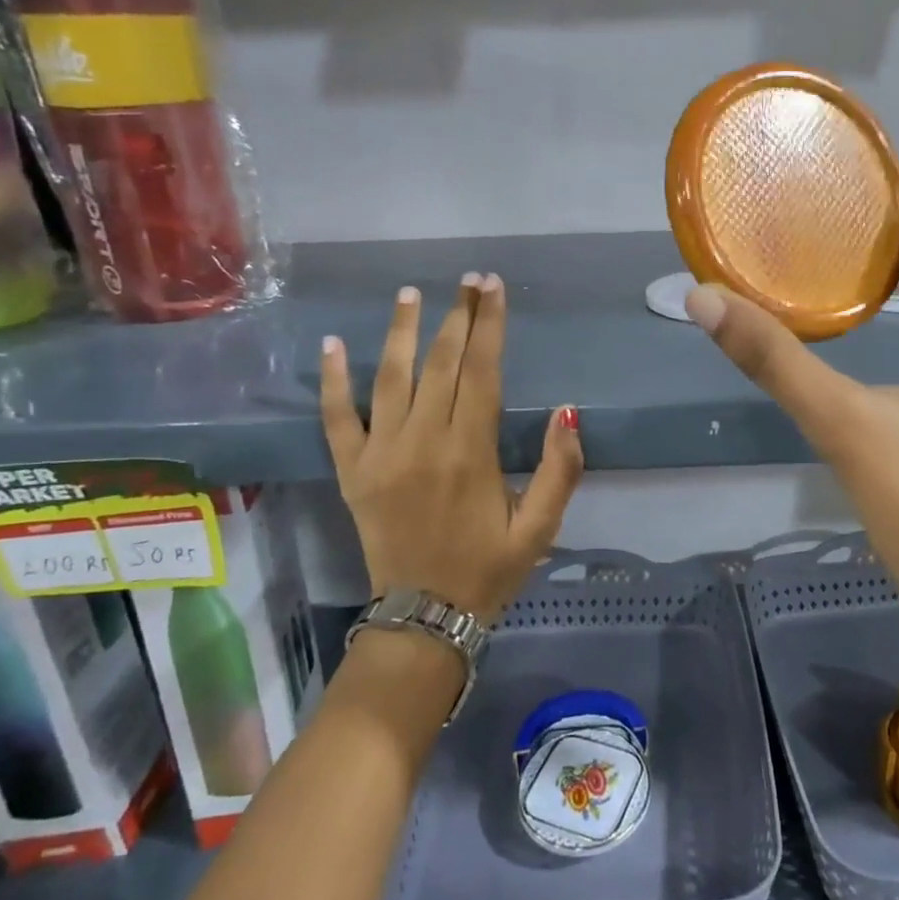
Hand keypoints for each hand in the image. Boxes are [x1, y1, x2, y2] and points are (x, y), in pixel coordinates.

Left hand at [320, 274, 583, 621]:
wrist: (424, 618)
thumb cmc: (488, 570)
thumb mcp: (540, 528)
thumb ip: (560, 470)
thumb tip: (565, 411)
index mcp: (471, 452)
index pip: (482, 372)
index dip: (489, 326)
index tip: (493, 288)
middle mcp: (423, 442)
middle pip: (441, 364)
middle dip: (457, 316)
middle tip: (468, 281)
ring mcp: (381, 454)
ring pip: (391, 378)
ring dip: (402, 331)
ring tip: (411, 293)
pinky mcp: (352, 471)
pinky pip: (337, 418)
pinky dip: (333, 380)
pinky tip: (335, 344)